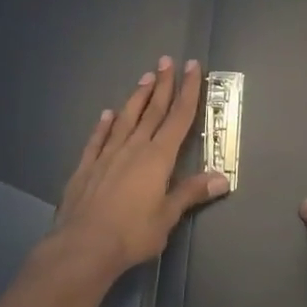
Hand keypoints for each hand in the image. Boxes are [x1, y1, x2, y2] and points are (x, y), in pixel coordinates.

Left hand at [53, 57, 228, 278]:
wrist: (83, 246)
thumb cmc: (132, 233)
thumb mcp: (168, 216)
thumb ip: (192, 193)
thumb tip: (223, 178)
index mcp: (158, 157)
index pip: (178, 117)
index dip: (188, 91)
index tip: (191, 67)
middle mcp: (134, 148)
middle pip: (152, 110)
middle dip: (163, 85)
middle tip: (167, 60)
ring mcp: (107, 155)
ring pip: (126, 119)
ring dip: (137, 97)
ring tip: (145, 77)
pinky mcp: (86, 167)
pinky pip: (97, 139)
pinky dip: (104, 125)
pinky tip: (106, 114)